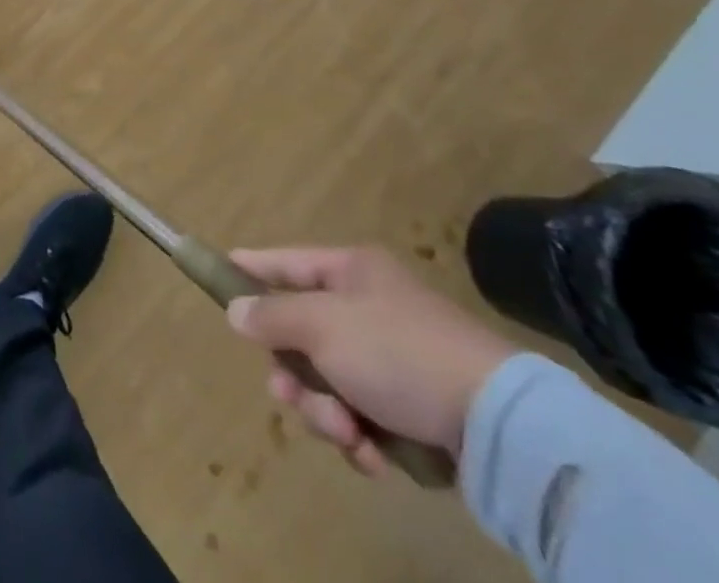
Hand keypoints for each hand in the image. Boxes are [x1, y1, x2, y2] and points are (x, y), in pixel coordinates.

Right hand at [225, 246, 517, 476]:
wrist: (499, 425)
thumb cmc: (397, 352)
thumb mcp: (321, 326)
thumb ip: (271, 316)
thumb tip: (236, 312)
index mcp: (352, 272)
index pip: (287, 262)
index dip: (252, 268)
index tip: (219, 272)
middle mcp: (371, 309)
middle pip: (304, 335)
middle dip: (294, 373)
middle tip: (289, 393)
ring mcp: (396, 361)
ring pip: (330, 384)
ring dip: (327, 413)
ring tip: (348, 433)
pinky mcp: (417, 411)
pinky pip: (365, 419)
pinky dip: (362, 439)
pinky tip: (374, 455)